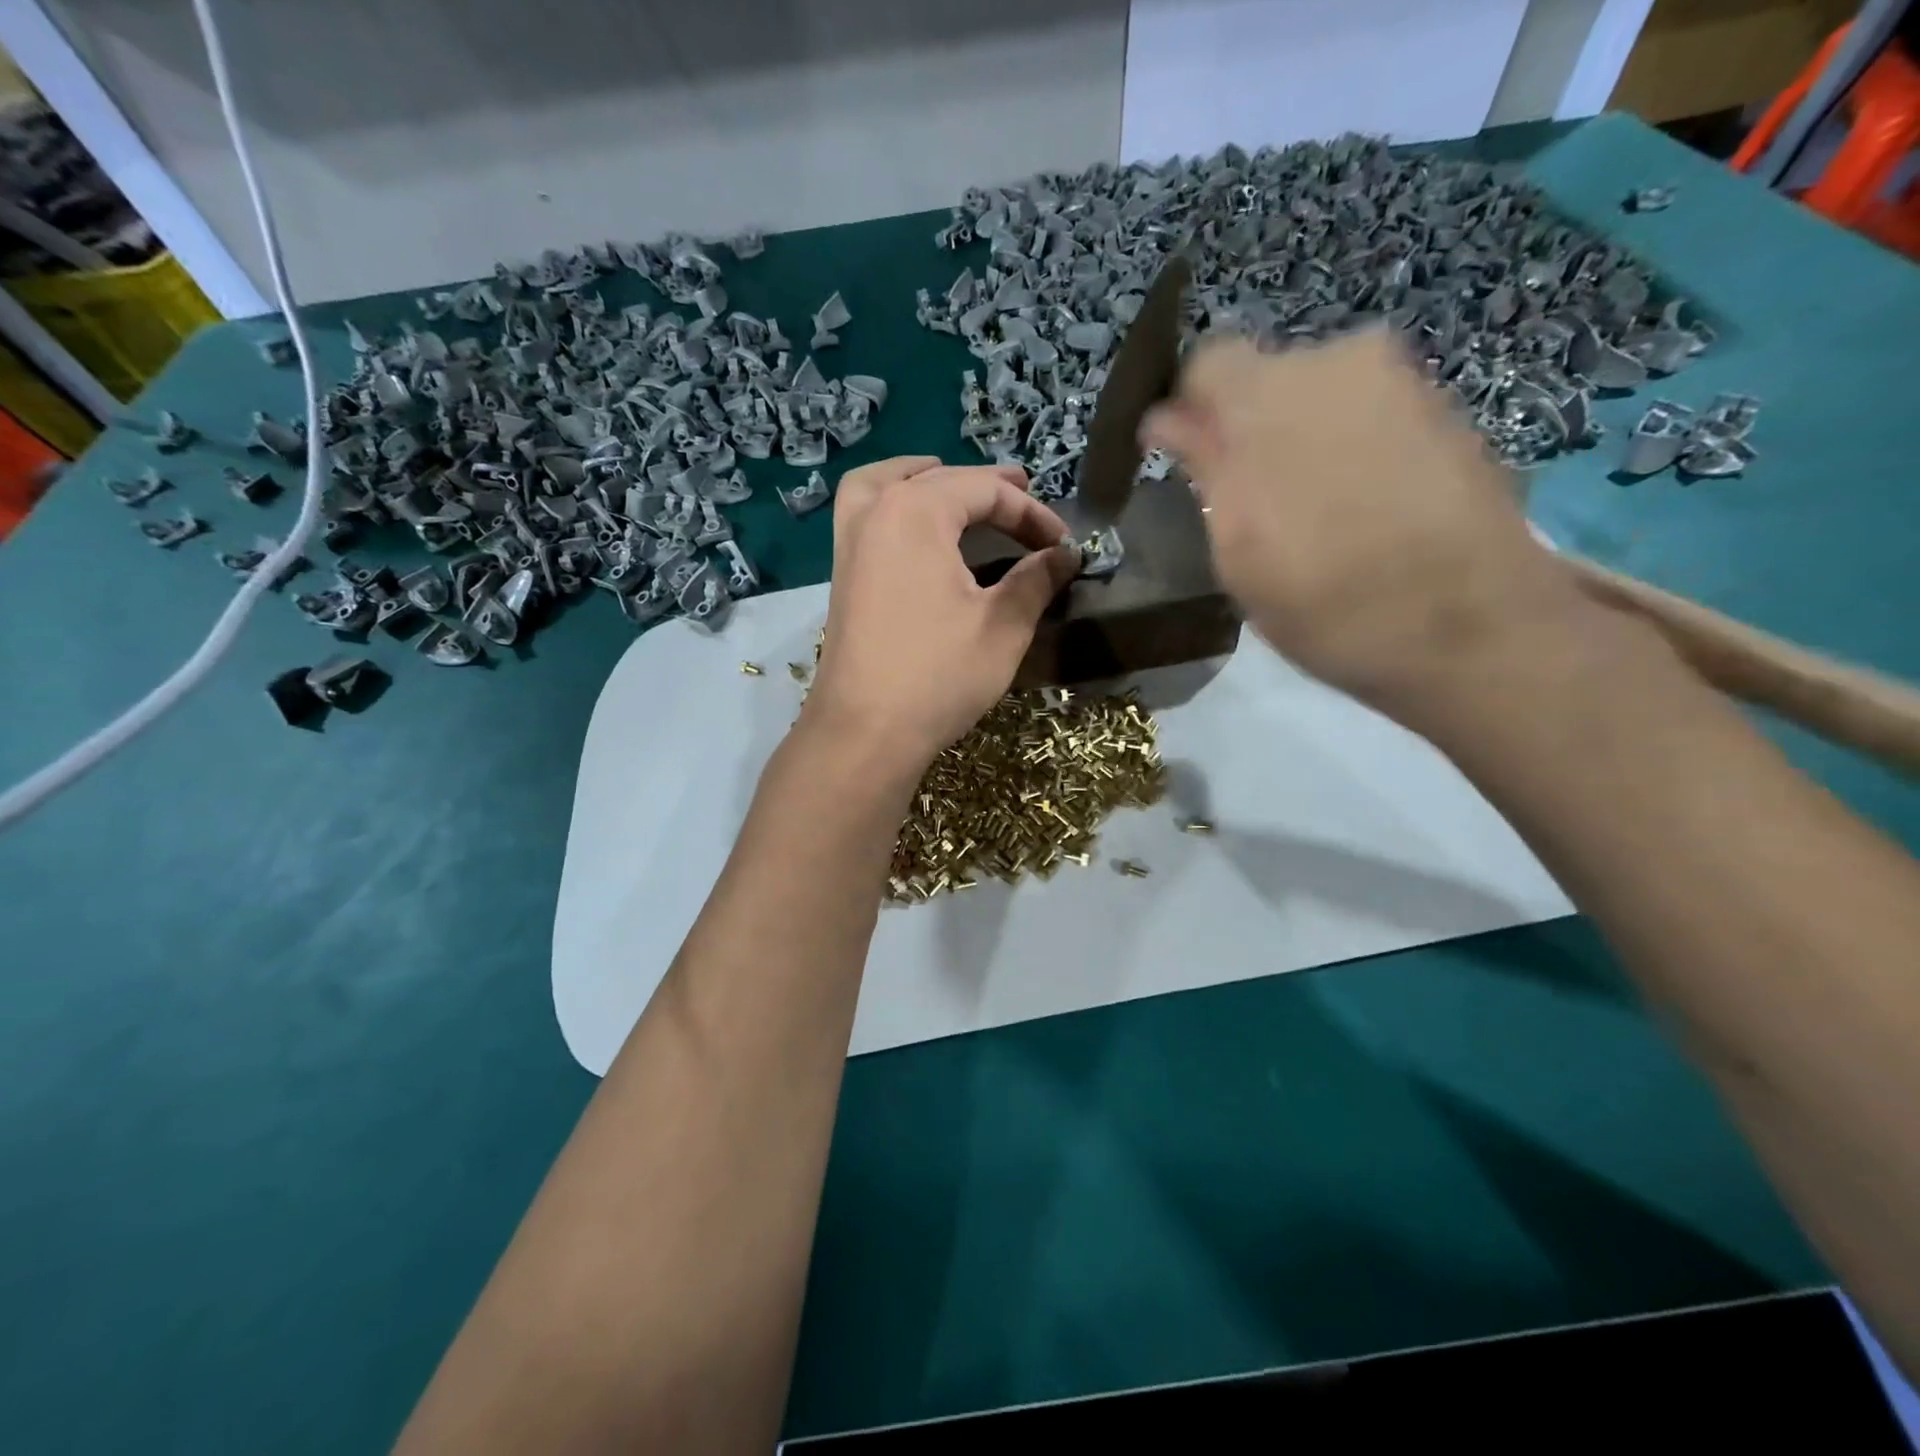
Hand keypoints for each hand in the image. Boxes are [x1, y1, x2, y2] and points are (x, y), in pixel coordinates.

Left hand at [802, 456, 1079, 777]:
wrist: (864, 732)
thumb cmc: (938, 676)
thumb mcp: (1002, 627)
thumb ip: (1035, 580)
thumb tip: (1064, 555)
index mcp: (916, 512)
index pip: (985, 491)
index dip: (1031, 513)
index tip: (1062, 544)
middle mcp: (876, 512)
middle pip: (938, 479)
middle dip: (987, 489)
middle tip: (1024, 499)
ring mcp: (849, 543)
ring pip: (886, 484)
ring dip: (924, 478)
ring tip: (953, 486)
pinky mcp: (842, 574)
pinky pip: (865, 513)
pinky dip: (890, 502)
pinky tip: (913, 527)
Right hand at [1142, 328, 1588, 723]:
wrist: (1473, 629)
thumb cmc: (1326, 603)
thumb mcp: (1235, 549)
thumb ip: (1201, 468)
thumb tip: (1166, 419)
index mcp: (1269, 396)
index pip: (1205, 363)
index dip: (1187, 410)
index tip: (1185, 460)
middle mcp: (1337, 362)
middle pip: (1267, 377)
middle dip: (1246, 427)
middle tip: (1249, 500)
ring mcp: (1400, 381)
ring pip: (1319, 396)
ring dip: (1299, 439)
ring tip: (1310, 511)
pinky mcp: (1445, 408)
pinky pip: (1367, 413)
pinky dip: (1347, 448)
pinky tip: (1359, 508)